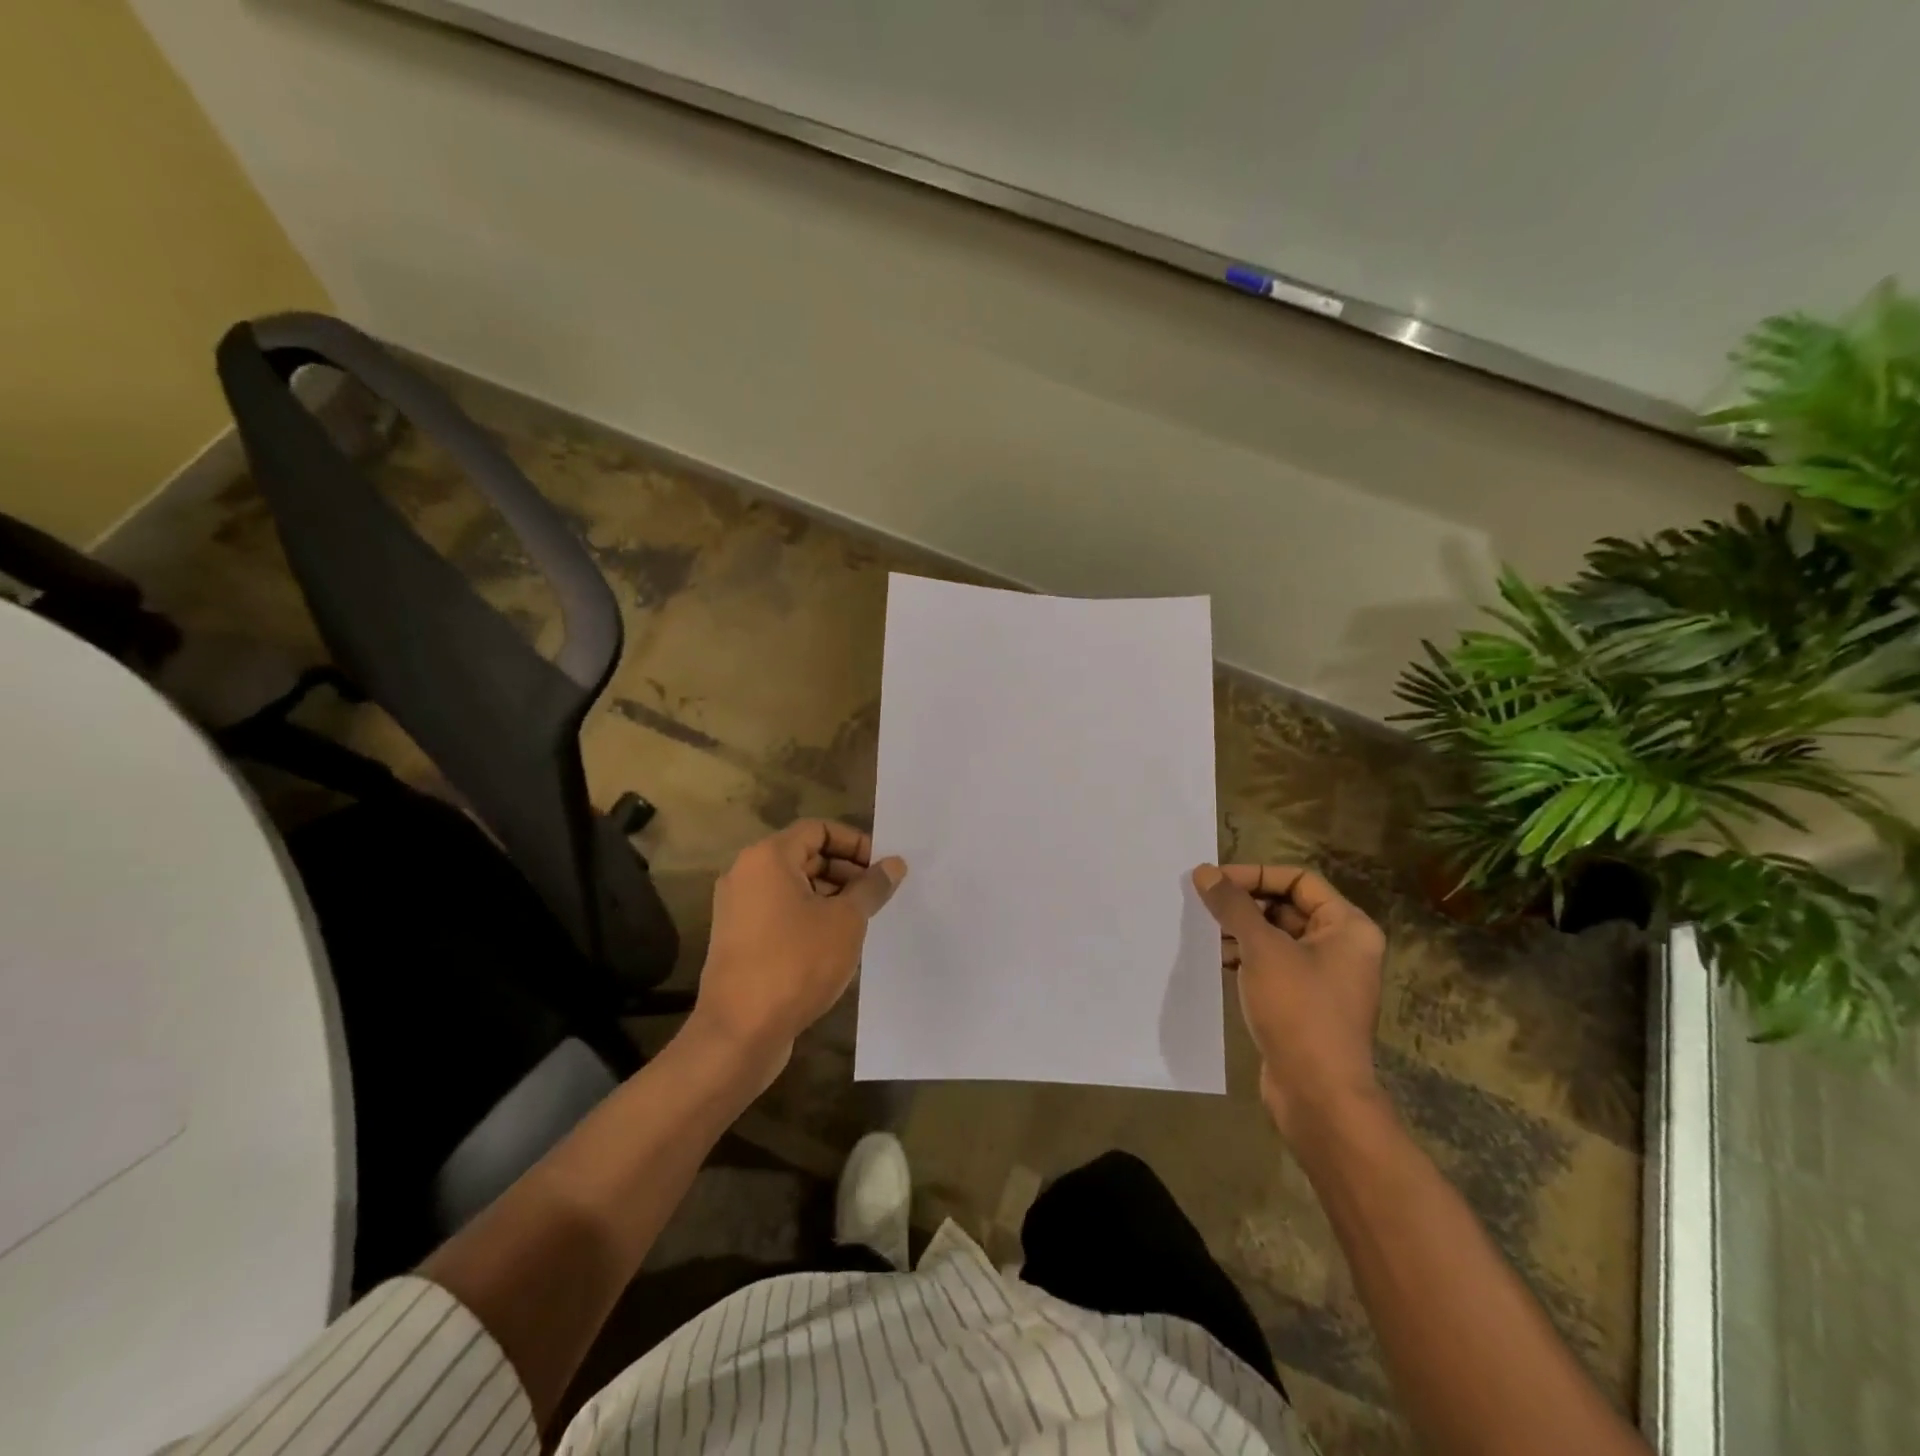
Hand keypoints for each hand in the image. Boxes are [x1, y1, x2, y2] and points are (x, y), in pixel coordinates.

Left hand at [689, 820, 905, 1082]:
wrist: (739, 1032)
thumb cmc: (796, 963)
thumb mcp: (846, 921)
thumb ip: (871, 887)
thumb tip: (894, 864)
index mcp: (768, 858)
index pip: (818, 829)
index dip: (855, 842)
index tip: (882, 867)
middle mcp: (746, 874)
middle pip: (805, 855)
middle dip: (846, 871)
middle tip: (878, 895)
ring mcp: (738, 908)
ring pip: (794, 886)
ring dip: (831, 895)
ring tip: (863, 920)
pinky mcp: (738, 939)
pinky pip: (781, 912)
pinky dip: (810, 916)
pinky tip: (837, 942)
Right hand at [1191, 863, 1387, 1139]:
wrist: (1318, 1096)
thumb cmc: (1299, 1011)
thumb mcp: (1262, 950)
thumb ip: (1233, 906)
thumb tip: (1204, 872)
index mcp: (1348, 927)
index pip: (1299, 879)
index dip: (1256, 874)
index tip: (1215, 881)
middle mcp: (1342, 948)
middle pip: (1287, 906)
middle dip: (1245, 903)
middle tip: (1204, 904)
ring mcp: (1323, 978)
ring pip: (1276, 937)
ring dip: (1241, 931)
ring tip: (1205, 932)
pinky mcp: (1304, 1004)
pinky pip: (1272, 966)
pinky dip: (1246, 958)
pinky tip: (1217, 961)